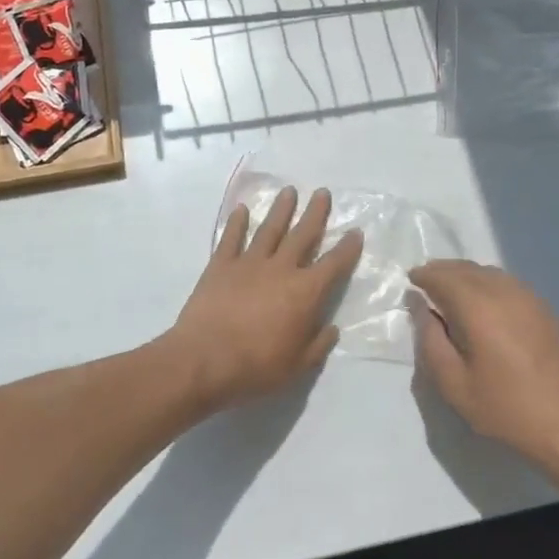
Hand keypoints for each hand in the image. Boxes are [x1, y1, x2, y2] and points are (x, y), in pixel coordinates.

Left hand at [164, 186, 362, 413]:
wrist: (203, 361)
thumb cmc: (255, 368)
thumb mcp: (297, 367)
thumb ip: (317, 345)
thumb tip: (331, 328)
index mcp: (305, 293)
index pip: (333, 265)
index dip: (347, 248)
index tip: (355, 231)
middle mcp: (281, 269)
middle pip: (302, 235)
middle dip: (315, 214)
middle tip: (322, 193)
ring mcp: (249, 263)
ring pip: (269, 229)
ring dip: (281, 209)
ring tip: (289, 191)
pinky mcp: (220, 265)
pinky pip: (231, 238)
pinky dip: (237, 223)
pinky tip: (241, 209)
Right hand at [411, 260, 558, 485]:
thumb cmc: (506, 408)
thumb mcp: (454, 384)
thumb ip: (430, 341)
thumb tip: (422, 308)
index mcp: (477, 306)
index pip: (442, 276)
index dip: (424, 276)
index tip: (411, 282)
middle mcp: (502, 290)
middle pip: (465, 268)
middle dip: (443, 271)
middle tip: (427, 283)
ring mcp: (528, 296)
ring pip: (488, 272)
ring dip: (466, 276)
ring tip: (453, 293)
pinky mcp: (544, 308)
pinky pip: (507, 283)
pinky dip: (488, 284)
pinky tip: (485, 304)